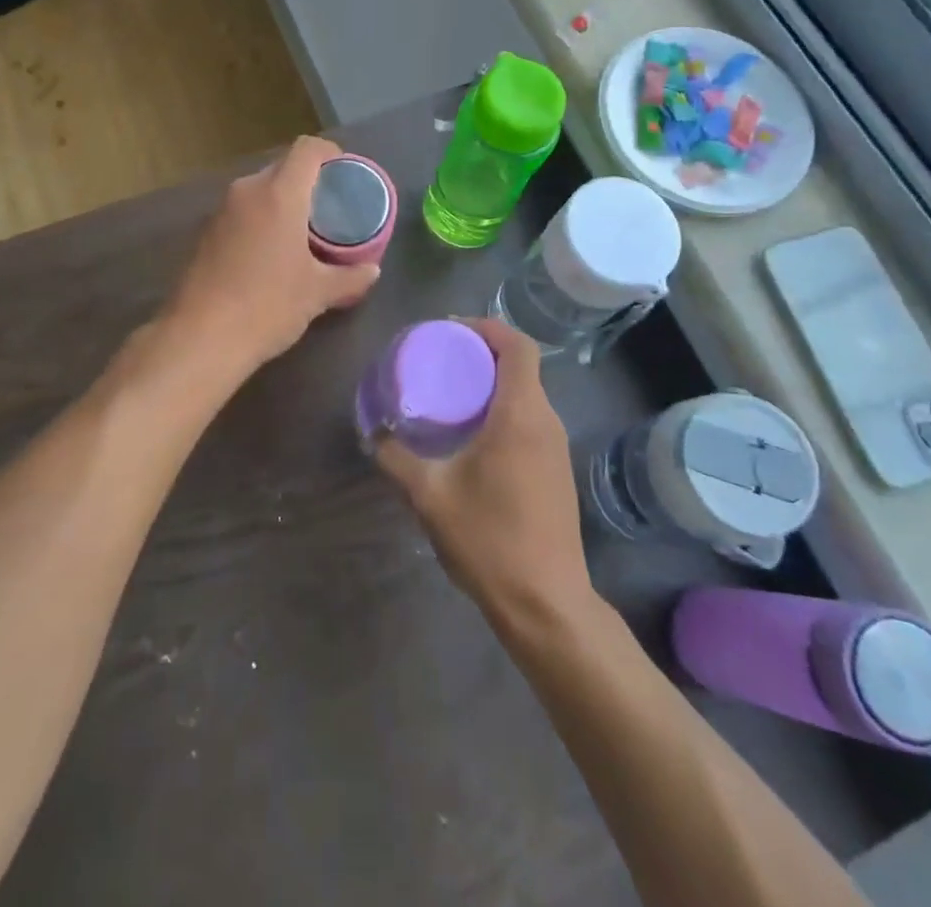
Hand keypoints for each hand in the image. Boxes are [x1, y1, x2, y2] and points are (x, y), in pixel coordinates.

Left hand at [165, 136, 380, 371]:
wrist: (200, 338)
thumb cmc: (267, 306)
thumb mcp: (318, 293)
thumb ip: (350, 277)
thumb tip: (372, 270)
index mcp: (278, 194)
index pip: (307, 149)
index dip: (330, 153)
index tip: (345, 174)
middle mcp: (247, 191)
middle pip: (283, 167)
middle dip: (308, 181)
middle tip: (330, 209)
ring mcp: (221, 211)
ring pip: (260, 190)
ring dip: (282, 201)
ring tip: (304, 231)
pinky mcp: (205, 233)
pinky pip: (242, 212)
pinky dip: (261, 219)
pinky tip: (271, 252)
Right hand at [375, 319, 594, 628]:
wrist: (545, 603)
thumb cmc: (489, 539)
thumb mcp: (429, 495)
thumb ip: (395, 458)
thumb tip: (373, 433)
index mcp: (521, 414)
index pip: (517, 345)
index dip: (486, 327)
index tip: (450, 330)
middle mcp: (546, 421)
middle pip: (521, 365)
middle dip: (482, 352)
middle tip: (441, 359)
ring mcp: (557, 447)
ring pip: (527, 393)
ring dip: (493, 383)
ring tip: (451, 392)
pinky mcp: (556, 470)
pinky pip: (530, 419)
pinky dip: (503, 409)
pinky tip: (473, 435)